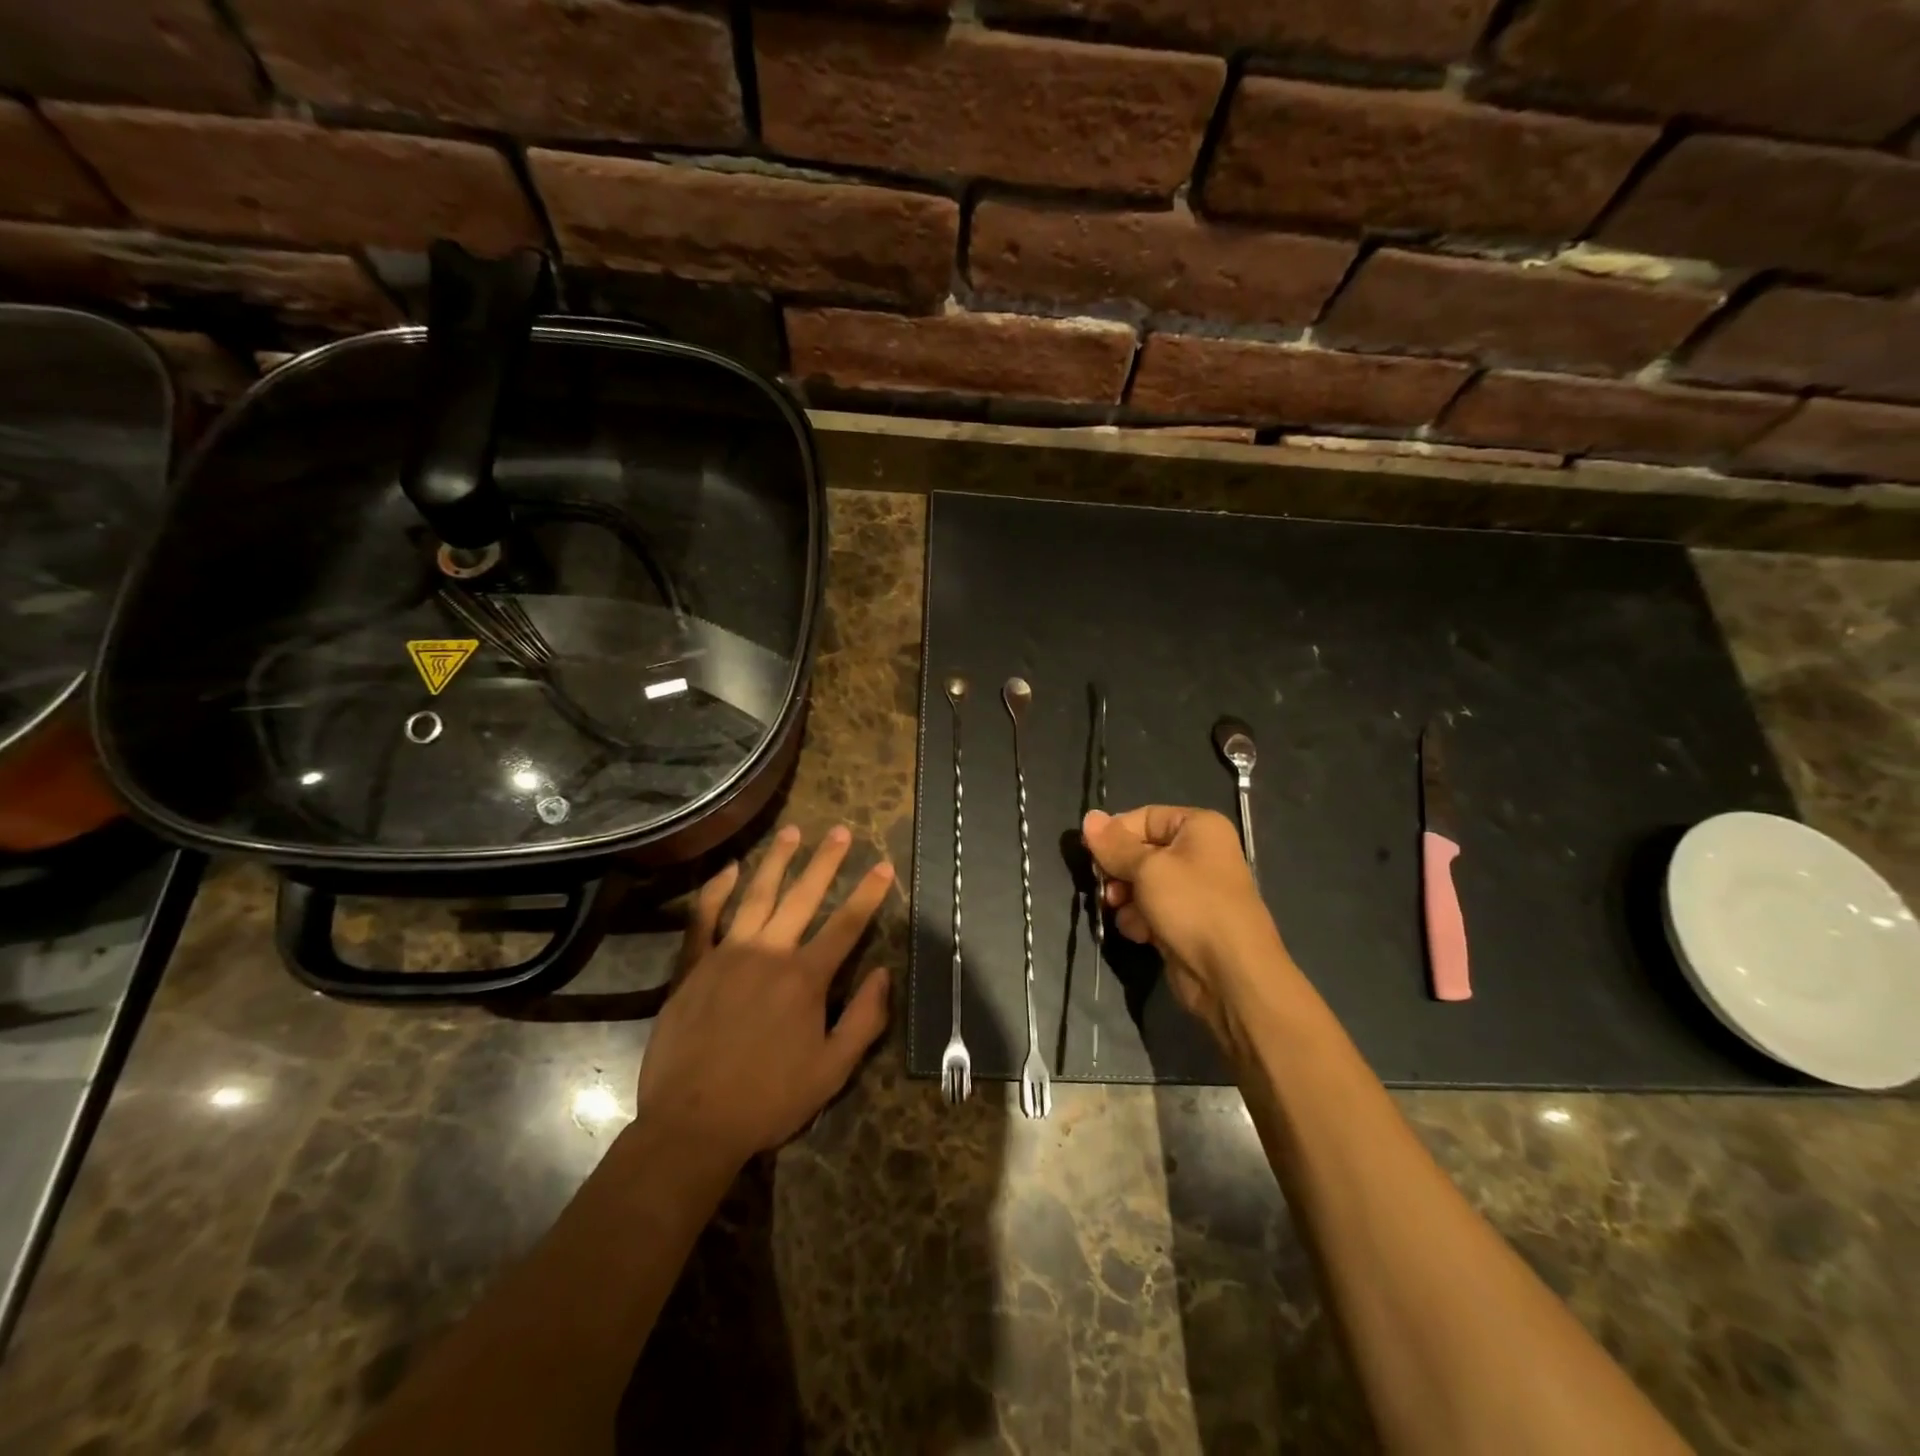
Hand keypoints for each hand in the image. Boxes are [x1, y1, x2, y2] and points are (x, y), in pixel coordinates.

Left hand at [634, 825, 892, 1170]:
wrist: (692, 1125)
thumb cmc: (769, 1100)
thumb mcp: (833, 1070)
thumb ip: (865, 1019)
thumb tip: (885, 973)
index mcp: (805, 978)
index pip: (847, 925)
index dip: (869, 893)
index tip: (884, 865)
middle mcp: (769, 954)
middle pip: (803, 897)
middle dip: (826, 862)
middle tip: (841, 831)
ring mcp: (727, 955)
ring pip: (756, 895)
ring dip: (777, 861)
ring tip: (793, 832)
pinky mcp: (693, 967)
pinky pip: (703, 919)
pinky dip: (715, 891)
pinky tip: (727, 869)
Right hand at [1083, 806, 1294, 1043]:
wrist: (1230, 975)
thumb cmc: (1192, 906)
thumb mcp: (1147, 868)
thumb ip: (1114, 845)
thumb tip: (1089, 817)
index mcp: (1199, 828)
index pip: (1144, 817)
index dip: (1116, 834)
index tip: (1091, 853)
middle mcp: (1198, 853)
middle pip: (1140, 851)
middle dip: (1119, 871)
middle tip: (1104, 886)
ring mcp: (1192, 890)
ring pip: (1141, 883)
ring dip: (1125, 898)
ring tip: (1120, 910)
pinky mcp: (1184, 922)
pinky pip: (1150, 910)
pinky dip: (1140, 920)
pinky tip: (1140, 933)